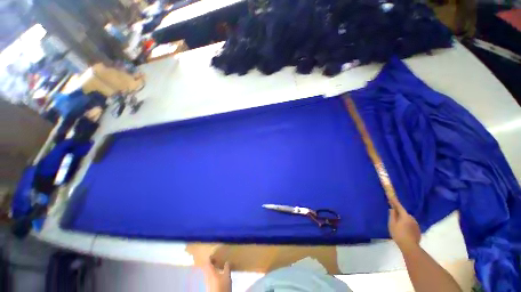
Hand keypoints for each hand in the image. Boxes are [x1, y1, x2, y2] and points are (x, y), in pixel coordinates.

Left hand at [201, 257, 230, 291]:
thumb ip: (227, 267)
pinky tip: (217, 275)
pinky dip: (212, 274)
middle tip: (216, 260)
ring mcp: (207, 281)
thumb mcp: (227, 275)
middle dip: (210, 263)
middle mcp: (207, 276)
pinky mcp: (208, 286)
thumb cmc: (222, 285)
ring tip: (217, 266)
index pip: (207, 262)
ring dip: (211, 268)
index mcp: (210, 271)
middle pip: (207, 267)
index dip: (210, 258)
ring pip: (208, 272)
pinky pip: (209, 277)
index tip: (213, 254)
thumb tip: (227, 261)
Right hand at [388, 196, 420, 250]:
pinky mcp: (418, 230)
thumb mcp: (392, 224)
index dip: (395, 202)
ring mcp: (416, 225)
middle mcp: (412, 218)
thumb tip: (392, 209)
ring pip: (408, 219)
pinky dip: (407, 225)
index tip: (391, 196)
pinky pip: (411, 225)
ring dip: (404, 220)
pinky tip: (404, 231)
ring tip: (399, 226)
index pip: (399, 206)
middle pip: (404, 214)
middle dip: (400, 214)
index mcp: (405, 216)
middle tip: (394, 217)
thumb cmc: (398, 234)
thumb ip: (392, 215)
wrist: (410, 246)